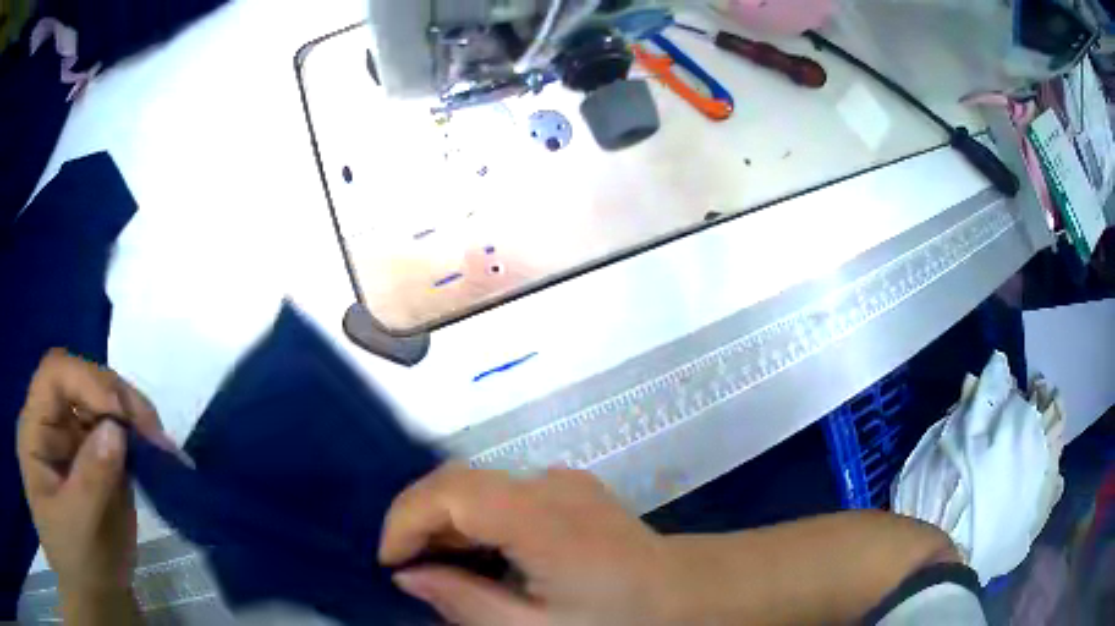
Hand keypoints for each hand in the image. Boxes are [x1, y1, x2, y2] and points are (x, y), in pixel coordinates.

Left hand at [16, 349, 175, 623]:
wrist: (93, 606)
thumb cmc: (74, 568)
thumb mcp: (77, 527)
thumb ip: (91, 479)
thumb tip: (117, 430)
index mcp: (35, 431)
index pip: (55, 375)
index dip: (88, 381)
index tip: (124, 416)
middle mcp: (52, 426)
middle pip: (82, 383)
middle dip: (119, 399)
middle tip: (156, 433)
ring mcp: (73, 445)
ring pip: (103, 406)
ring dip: (134, 419)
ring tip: (163, 448)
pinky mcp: (95, 465)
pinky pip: (117, 438)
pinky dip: (139, 443)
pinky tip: (158, 458)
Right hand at [379, 465, 674, 625]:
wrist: (685, 592)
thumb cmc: (618, 619)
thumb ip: (466, 602)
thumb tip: (409, 576)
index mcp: (541, 519)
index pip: (451, 492)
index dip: (406, 520)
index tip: (390, 564)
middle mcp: (548, 485)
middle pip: (458, 481)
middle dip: (418, 521)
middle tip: (409, 570)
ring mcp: (561, 481)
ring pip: (476, 485)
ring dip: (445, 522)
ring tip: (440, 569)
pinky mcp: (569, 488)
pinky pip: (502, 494)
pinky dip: (475, 520)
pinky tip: (481, 557)